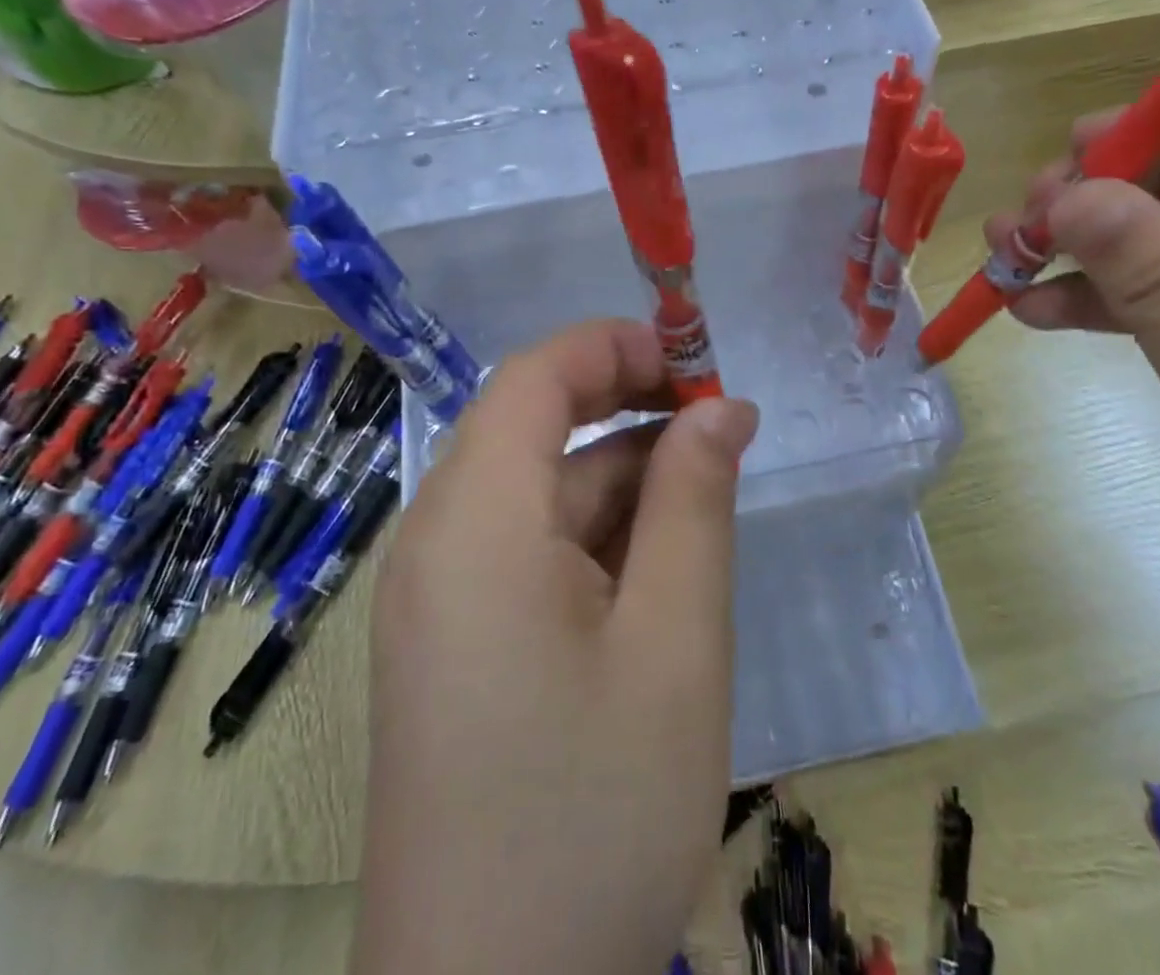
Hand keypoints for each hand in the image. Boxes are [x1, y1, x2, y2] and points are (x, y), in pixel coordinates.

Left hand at [356, 320, 759, 974]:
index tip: (696, 364)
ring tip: (707, 492)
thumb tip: (721, 408)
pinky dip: (594, 532)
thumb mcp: (675, 640)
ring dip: (620, 474)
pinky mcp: (454, 643)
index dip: (613, 348)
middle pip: (532, 426)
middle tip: (718, 425)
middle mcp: (438, 543)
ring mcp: (439, 597)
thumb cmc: (594, 813)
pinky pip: (526, 548)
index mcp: (474, 523)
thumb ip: (695, 502)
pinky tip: (658, 562)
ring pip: (538, 490)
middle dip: (626, 408)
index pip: (534, 377)